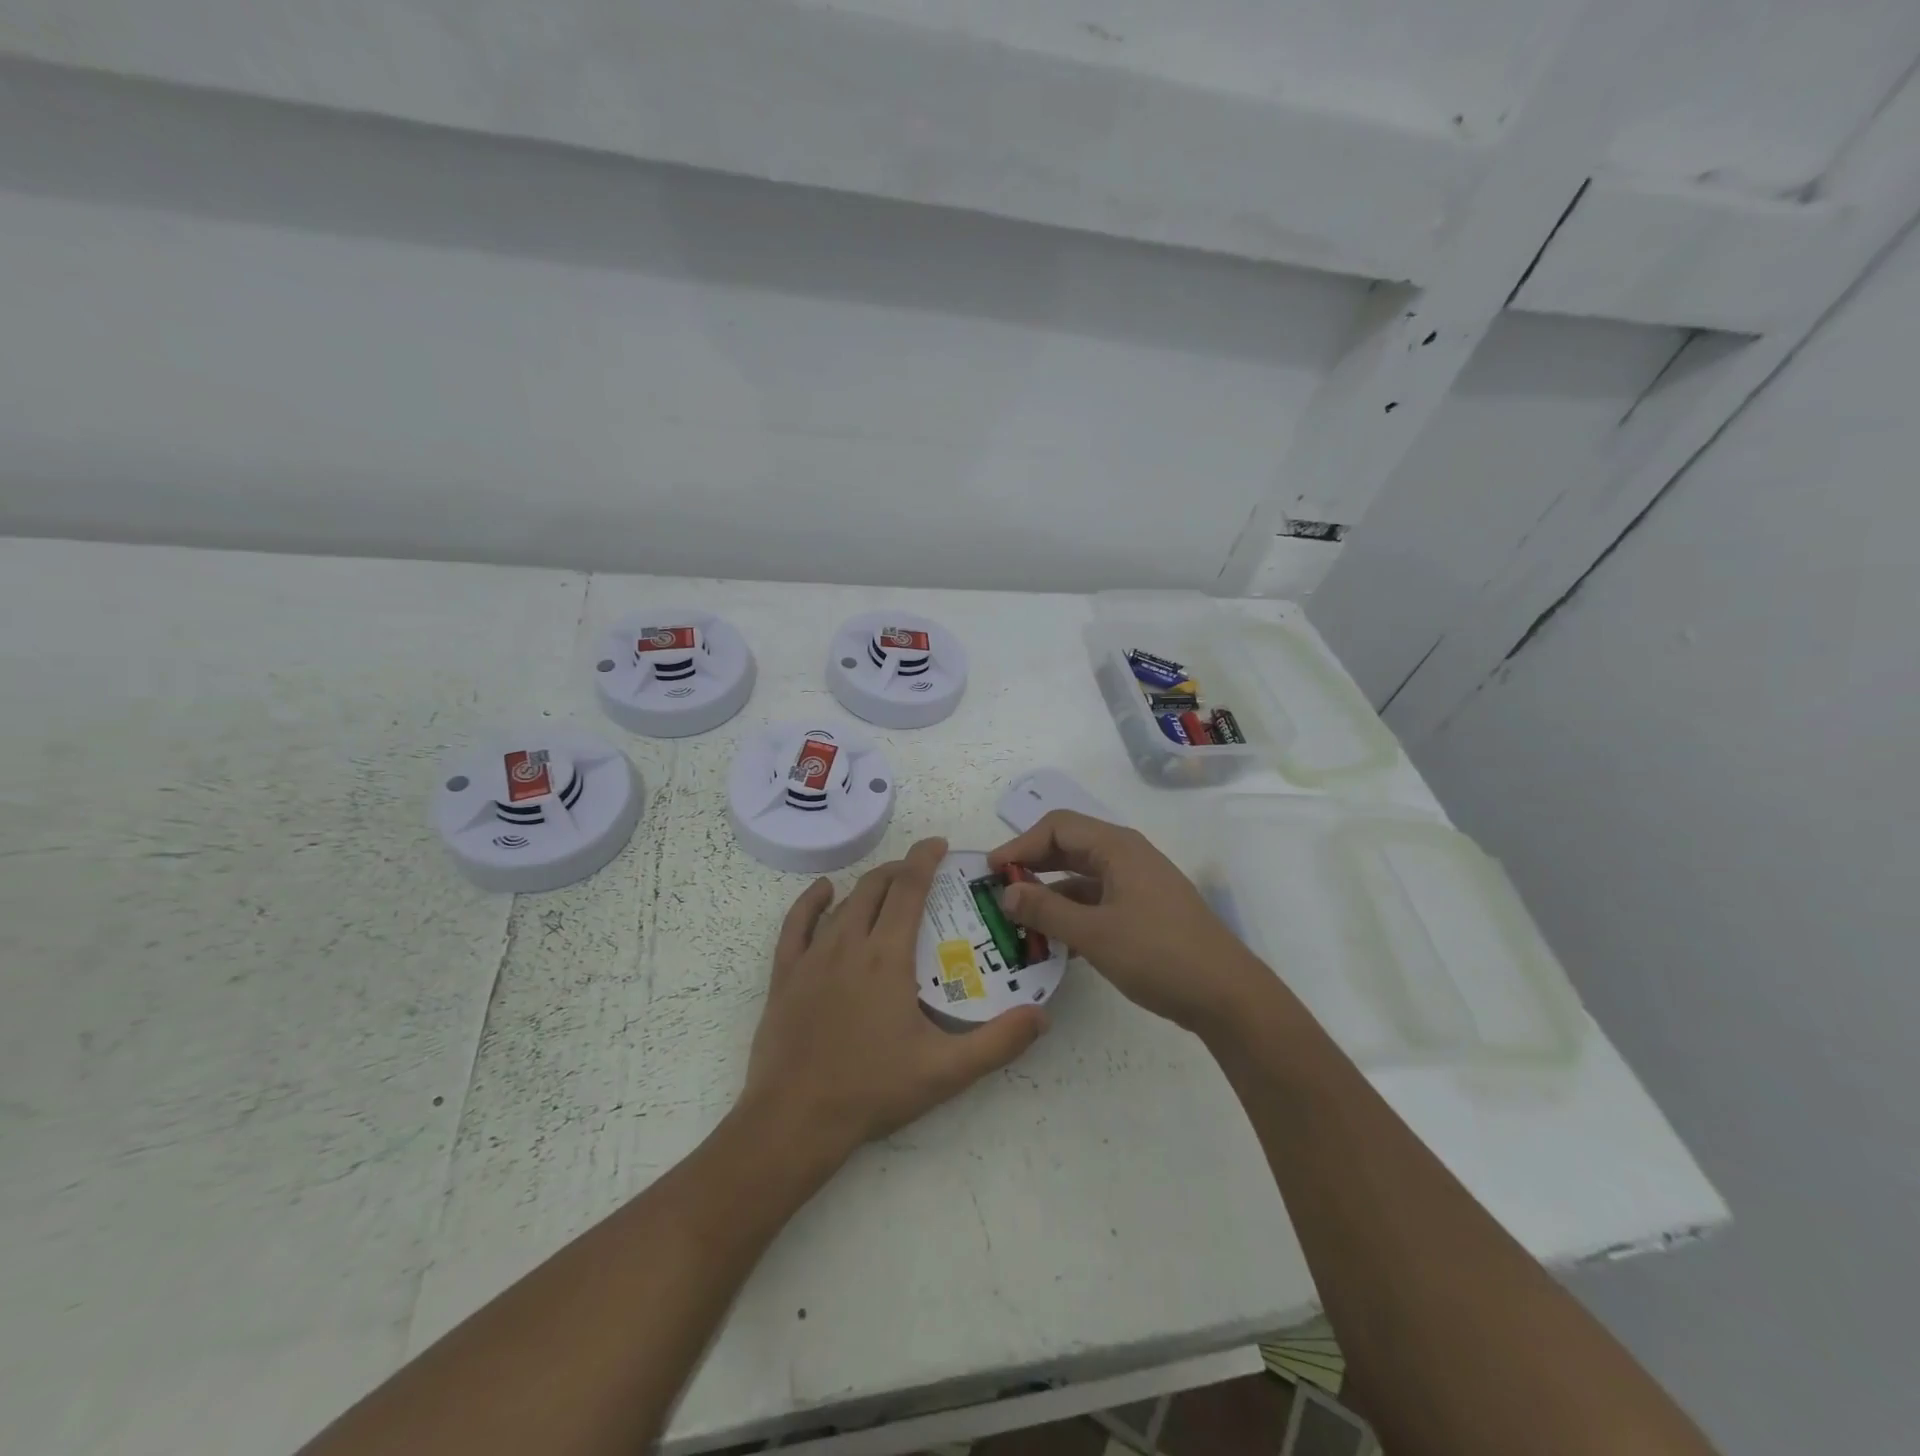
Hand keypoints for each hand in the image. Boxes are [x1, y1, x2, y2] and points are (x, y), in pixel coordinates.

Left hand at [741, 838, 1048, 1162]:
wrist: (794, 1120)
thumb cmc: (872, 1090)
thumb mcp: (945, 1071)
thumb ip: (998, 1043)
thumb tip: (1040, 1016)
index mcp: (887, 957)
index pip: (909, 889)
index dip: (924, 859)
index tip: (939, 844)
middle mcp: (849, 944)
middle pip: (876, 887)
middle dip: (901, 869)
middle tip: (923, 871)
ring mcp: (812, 957)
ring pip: (844, 903)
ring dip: (869, 886)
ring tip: (889, 886)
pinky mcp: (786, 974)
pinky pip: (797, 923)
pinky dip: (813, 901)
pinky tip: (826, 892)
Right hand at [988, 811, 1268, 1033]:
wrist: (1227, 995)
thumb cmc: (1159, 955)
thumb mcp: (1094, 934)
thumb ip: (1046, 911)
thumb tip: (1005, 892)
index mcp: (1117, 848)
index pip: (1057, 827)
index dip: (1021, 845)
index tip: (991, 872)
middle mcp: (1127, 856)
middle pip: (1069, 847)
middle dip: (1032, 866)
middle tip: (999, 892)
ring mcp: (1138, 883)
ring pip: (1082, 877)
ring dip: (1050, 894)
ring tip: (1018, 920)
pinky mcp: (1144, 910)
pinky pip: (1097, 900)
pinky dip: (1072, 913)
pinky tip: (1053, 941)